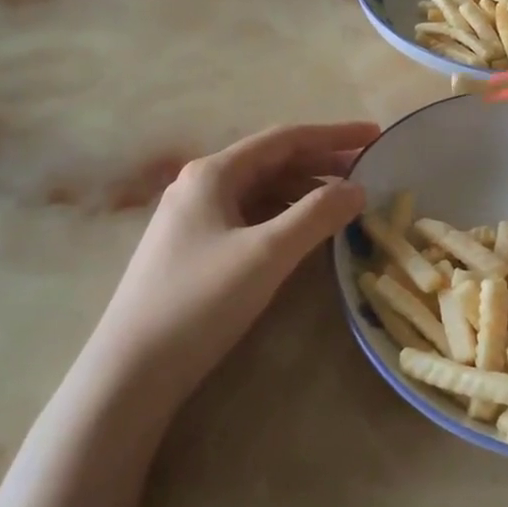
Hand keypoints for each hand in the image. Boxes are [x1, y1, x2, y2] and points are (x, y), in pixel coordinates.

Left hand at [90, 121, 378, 404]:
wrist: (131, 371)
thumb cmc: (199, 302)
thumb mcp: (266, 254)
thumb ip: (316, 216)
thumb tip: (357, 188)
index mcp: (213, 173)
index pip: (285, 139)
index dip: (334, 135)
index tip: (376, 135)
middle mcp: (201, 186)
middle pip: (273, 163)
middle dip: (323, 164)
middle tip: (369, 172)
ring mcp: (195, 219)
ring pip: (262, 192)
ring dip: (305, 192)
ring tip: (345, 203)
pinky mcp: (196, 250)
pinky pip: (251, 219)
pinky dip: (285, 218)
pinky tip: (306, 233)